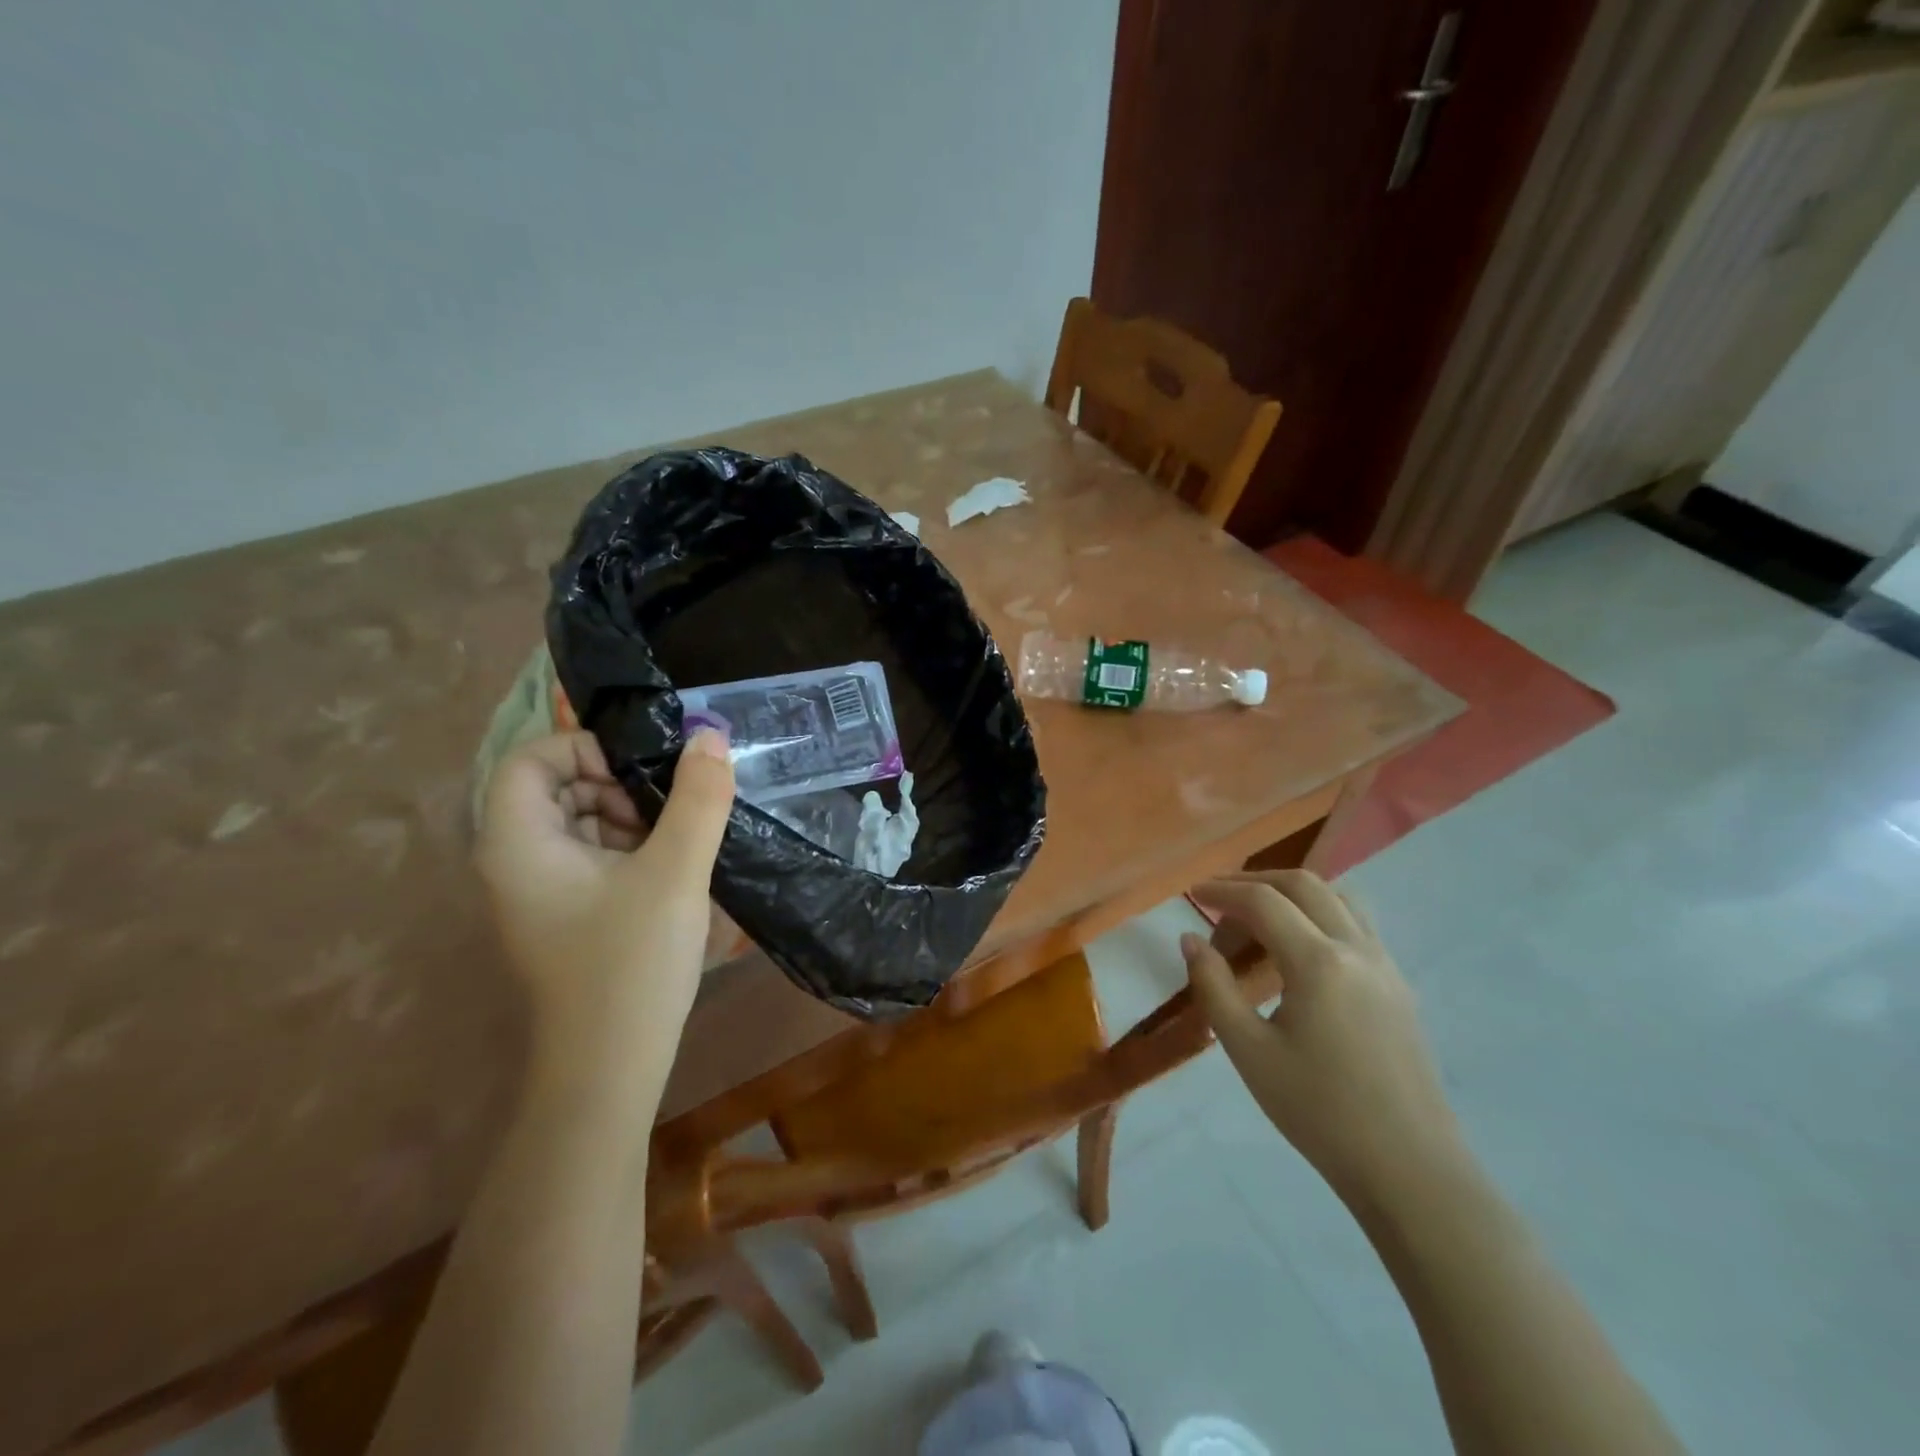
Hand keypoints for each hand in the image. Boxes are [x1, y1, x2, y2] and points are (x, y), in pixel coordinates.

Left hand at [474, 730, 734, 1093]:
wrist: (610, 1067)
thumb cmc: (631, 964)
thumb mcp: (675, 872)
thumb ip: (697, 799)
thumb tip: (710, 736)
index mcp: (519, 843)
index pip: (531, 758)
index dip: (587, 749)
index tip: (645, 774)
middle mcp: (516, 860)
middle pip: (557, 786)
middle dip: (617, 785)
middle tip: (669, 811)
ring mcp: (539, 890)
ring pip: (580, 819)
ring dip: (631, 816)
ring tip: (677, 843)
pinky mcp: (565, 911)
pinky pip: (592, 853)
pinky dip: (630, 846)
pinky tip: (670, 869)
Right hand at [1181, 870, 1463, 1207]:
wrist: (1410, 1169)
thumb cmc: (1319, 1112)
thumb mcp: (1249, 1051)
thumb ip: (1214, 987)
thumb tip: (1190, 940)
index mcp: (1318, 962)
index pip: (1263, 902)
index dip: (1223, 891)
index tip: (1193, 895)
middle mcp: (1357, 949)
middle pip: (1304, 885)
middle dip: (1256, 882)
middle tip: (1220, 901)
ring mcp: (1386, 965)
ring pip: (1338, 898)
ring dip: (1294, 894)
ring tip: (1259, 919)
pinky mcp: (1400, 986)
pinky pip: (1358, 925)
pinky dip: (1321, 915)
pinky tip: (1300, 952)